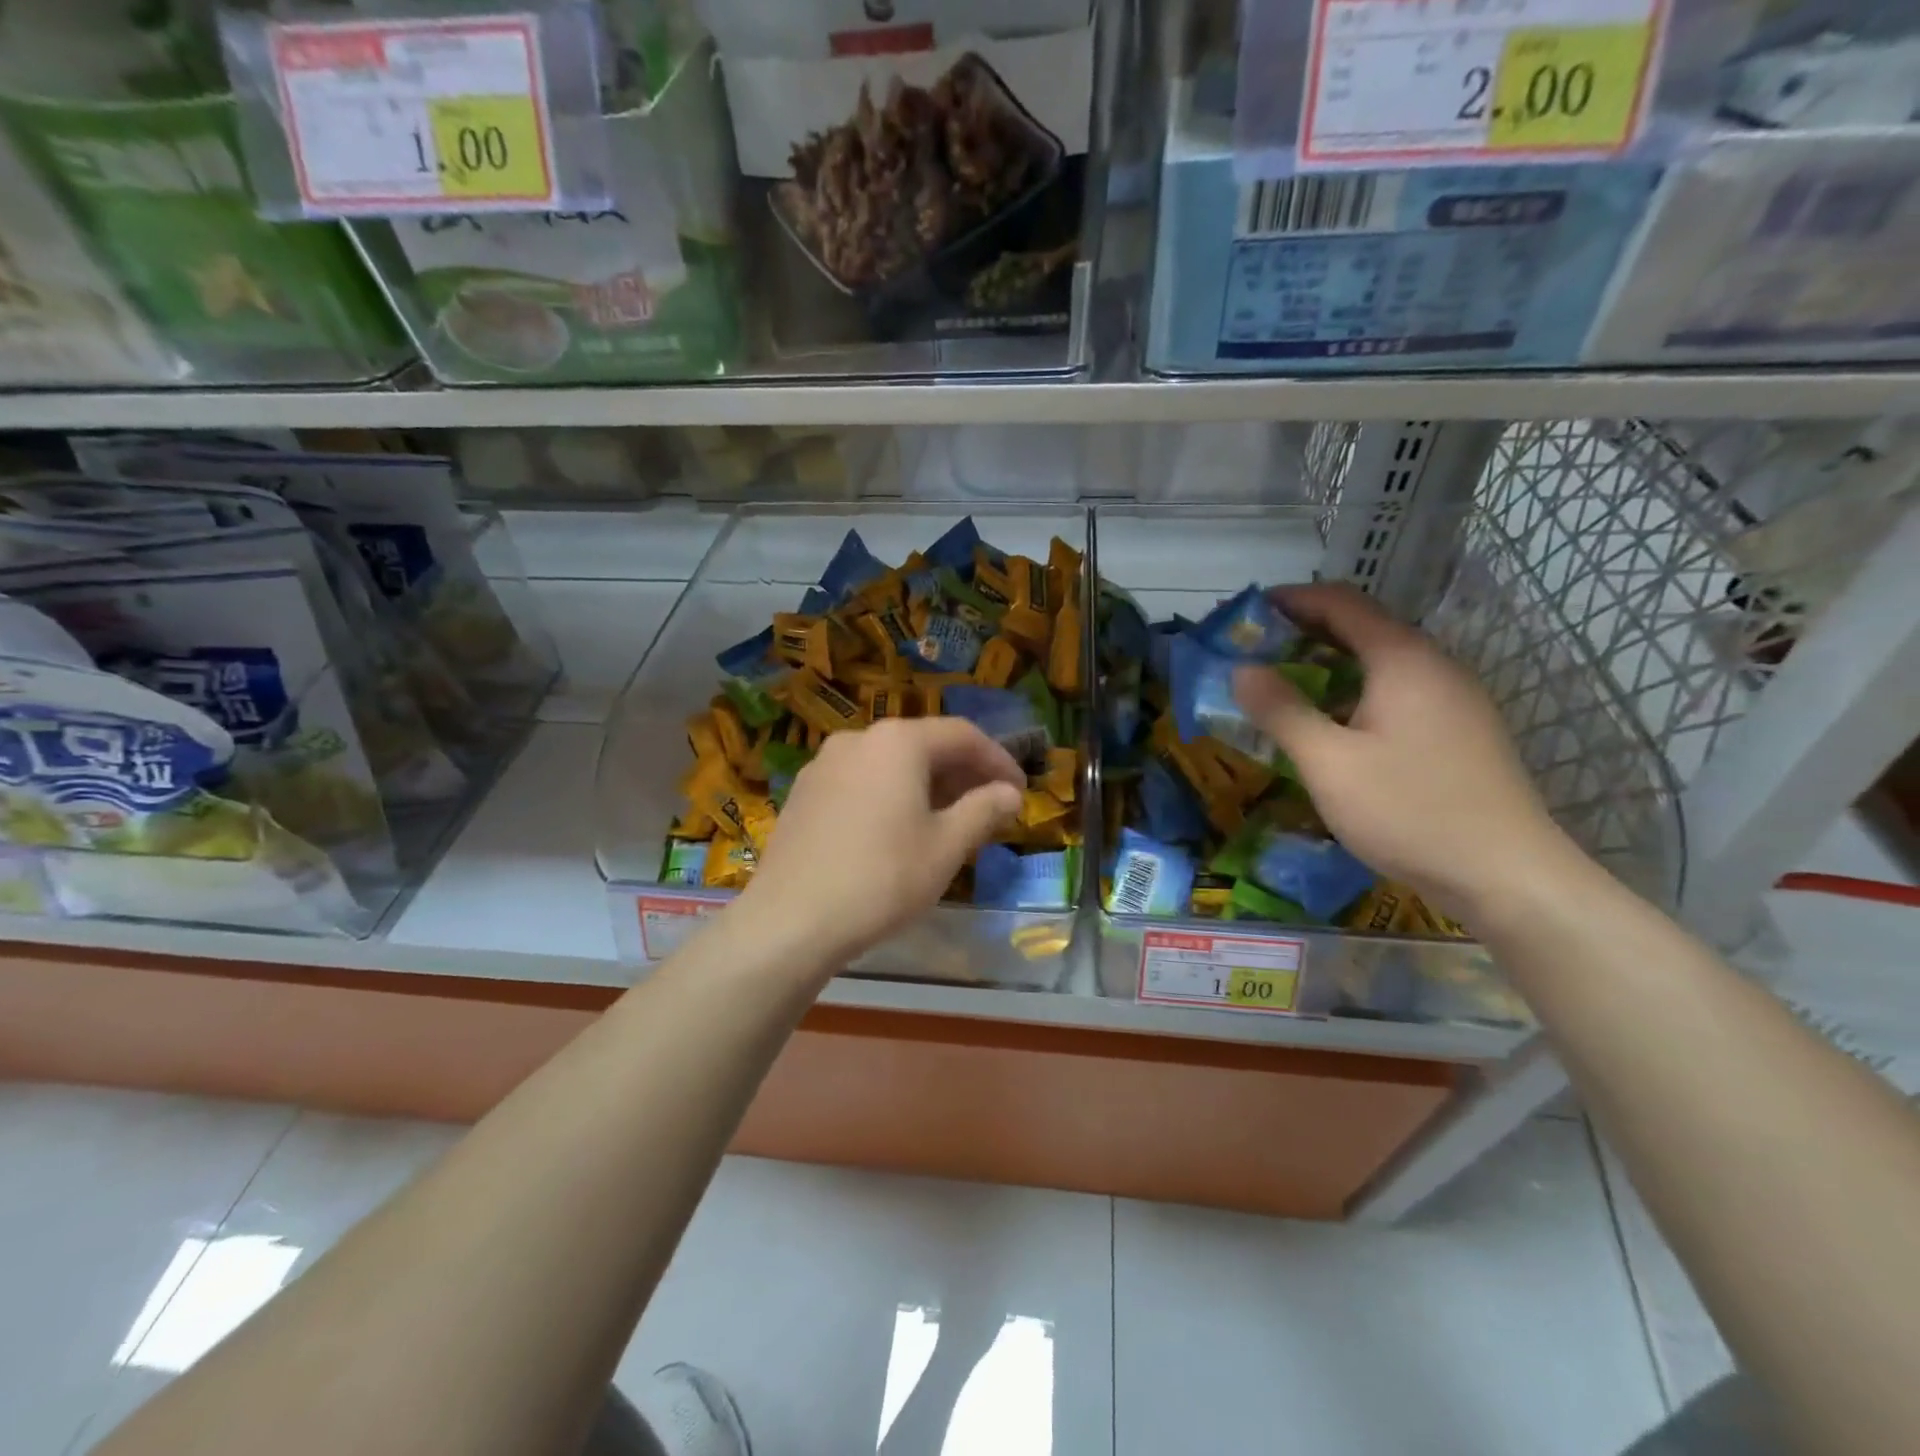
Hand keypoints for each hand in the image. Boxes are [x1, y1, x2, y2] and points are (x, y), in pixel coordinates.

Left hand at [736, 717, 1024, 969]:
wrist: (790, 921)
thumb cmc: (882, 879)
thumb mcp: (946, 847)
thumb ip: (983, 810)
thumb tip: (1009, 793)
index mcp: (898, 742)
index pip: (962, 735)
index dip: (998, 761)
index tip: (1019, 792)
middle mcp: (859, 739)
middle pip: (924, 744)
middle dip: (962, 773)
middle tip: (989, 807)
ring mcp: (824, 764)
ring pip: (890, 763)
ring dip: (927, 785)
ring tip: (948, 820)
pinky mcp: (804, 792)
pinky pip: (861, 781)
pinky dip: (891, 794)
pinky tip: (898, 829)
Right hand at [1233, 583, 1577, 920]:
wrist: (1506, 875)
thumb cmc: (1409, 810)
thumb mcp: (1328, 762)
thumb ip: (1281, 710)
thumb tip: (1240, 668)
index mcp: (1403, 660)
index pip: (1342, 603)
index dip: (1292, 600)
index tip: (1249, 611)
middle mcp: (1434, 666)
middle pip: (1363, 629)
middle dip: (1305, 633)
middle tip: (1256, 652)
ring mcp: (1454, 699)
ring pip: (1381, 663)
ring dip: (1330, 665)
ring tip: (1283, 687)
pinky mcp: (1460, 731)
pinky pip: (1398, 692)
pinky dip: (1355, 692)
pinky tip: (1333, 726)